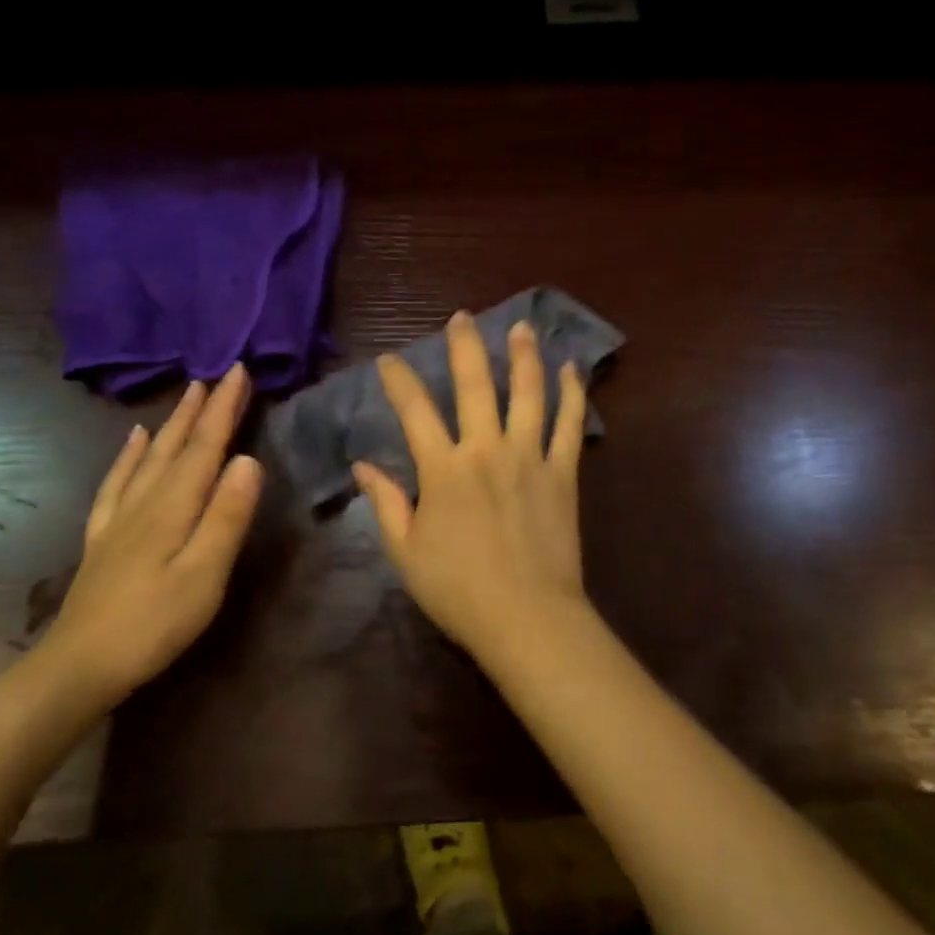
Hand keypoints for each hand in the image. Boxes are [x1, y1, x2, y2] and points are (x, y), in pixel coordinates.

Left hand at [46, 366, 263, 706]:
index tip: (239, 370)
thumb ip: (226, 517)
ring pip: (150, 457)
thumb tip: (249, 460)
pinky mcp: (104, 538)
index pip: (206, 447)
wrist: (77, 668)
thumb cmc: (153, 625)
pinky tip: (135, 441)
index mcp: (174, 507)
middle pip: (179, 445)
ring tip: (187, 395)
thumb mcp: (203, 575)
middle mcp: (145, 502)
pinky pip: (117, 483)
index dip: (225, 408)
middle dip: (202, 408)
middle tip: (219, 373)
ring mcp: (120, 519)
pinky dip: (130, 456)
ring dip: (173, 423)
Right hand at [353, 311, 590, 663]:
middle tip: (462, 317)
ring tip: (522, 327)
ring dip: (524, 356)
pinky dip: (571, 395)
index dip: (400, 381)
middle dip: (465, 346)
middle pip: (474, 385)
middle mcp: (486, 450)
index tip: (390, 360)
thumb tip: (363, 467)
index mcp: (443, 470)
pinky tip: (571, 370)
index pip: (414, 411)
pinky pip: (570, 425)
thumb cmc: (459, 590)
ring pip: (528, 393)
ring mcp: (529, 458)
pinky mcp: (563, 473)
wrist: (527, 617)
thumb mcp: (406, 552)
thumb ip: (386, 503)